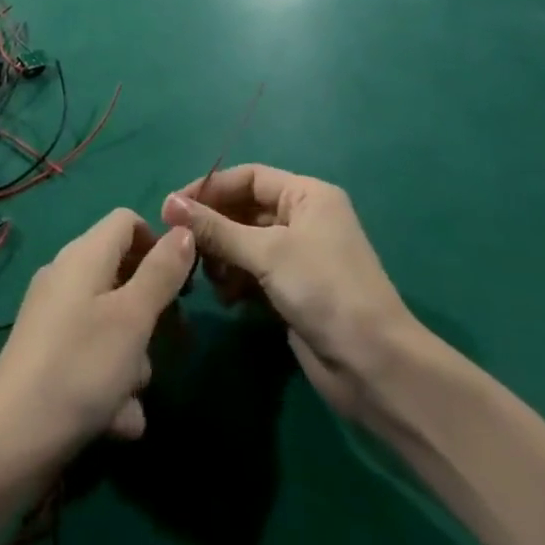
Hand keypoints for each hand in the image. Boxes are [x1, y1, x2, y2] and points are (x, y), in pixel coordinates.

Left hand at [0, 209, 193, 478]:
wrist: (9, 443)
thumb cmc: (80, 368)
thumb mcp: (132, 318)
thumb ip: (161, 272)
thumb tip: (184, 229)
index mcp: (83, 255)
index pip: (127, 221)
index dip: (158, 244)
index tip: (181, 284)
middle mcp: (66, 278)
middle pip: (123, 276)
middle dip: (150, 314)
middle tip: (171, 344)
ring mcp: (53, 319)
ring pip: (112, 325)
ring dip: (132, 360)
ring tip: (132, 395)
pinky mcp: (47, 358)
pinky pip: (92, 358)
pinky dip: (109, 385)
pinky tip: (117, 422)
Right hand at [162, 166, 417, 419]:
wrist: (375, 367)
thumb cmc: (324, 290)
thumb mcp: (267, 252)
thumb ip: (216, 229)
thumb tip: (169, 204)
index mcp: (307, 195)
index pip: (248, 177)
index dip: (211, 188)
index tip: (172, 207)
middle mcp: (303, 218)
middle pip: (244, 209)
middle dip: (213, 226)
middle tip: (179, 244)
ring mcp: (299, 256)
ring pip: (245, 243)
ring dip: (222, 256)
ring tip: (204, 275)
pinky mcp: (294, 291)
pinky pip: (254, 273)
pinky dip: (236, 280)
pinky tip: (225, 298)